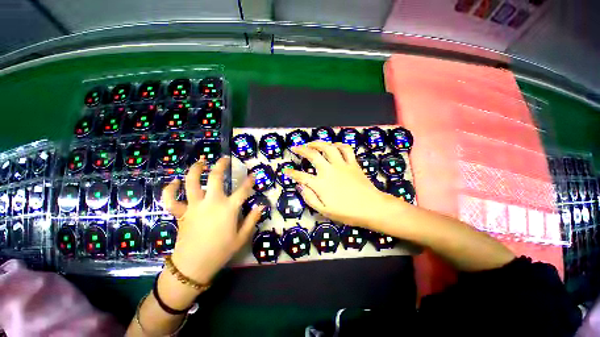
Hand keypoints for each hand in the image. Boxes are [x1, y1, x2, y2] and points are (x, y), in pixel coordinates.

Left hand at [162, 157, 261, 284]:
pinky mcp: (181, 213)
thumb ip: (252, 219)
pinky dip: (170, 189)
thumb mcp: (242, 237)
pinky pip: (171, 199)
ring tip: (201, 162)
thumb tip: (261, 206)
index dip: (249, 181)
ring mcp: (194, 206)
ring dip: (195, 170)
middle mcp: (212, 202)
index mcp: (228, 208)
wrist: (193, 266)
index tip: (253, 175)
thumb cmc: (221, 251)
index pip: (243, 190)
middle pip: (215, 178)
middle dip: (220, 166)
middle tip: (224, 159)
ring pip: (191, 182)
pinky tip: (175, 182)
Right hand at [284, 141, 395, 228]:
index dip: (291, 173)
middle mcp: (329, 171)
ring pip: (328, 148)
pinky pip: (345, 149)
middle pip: (313, 155)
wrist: (371, 208)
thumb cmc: (347, 212)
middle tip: (295, 147)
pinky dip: (339, 145)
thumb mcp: (325, 211)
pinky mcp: (353, 163)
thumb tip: (300, 187)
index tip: (286, 170)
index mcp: (321, 184)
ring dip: (318, 143)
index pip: (301, 176)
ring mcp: (342, 165)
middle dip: (301, 149)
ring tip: (311, 143)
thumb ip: (310, 198)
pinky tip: (334, 145)